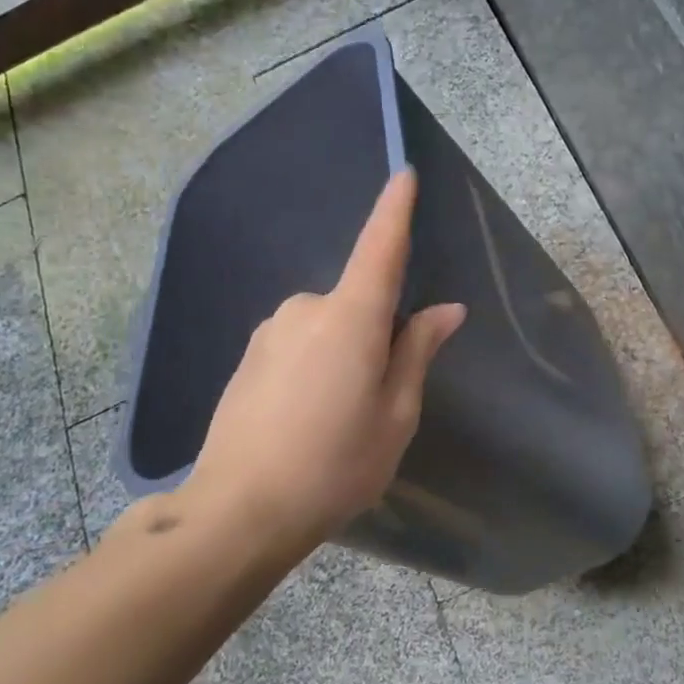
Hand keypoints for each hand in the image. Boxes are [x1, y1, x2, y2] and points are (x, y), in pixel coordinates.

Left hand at [179, 169, 464, 555]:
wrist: (238, 510)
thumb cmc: (334, 465)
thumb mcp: (395, 416)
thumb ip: (416, 353)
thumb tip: (445, 310)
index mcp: (350, 318)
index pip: (379, 249)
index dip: (395, 210)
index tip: (404, 173)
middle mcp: (305, 309)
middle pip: (356, 303)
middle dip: (375, 335)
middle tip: (375, 400)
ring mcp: (269, 331)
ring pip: (326, 327)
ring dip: (341, 355)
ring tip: (336, 420)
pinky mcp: (248, 355)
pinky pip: (297, 345)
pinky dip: (313, 368)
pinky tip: (304, 420)